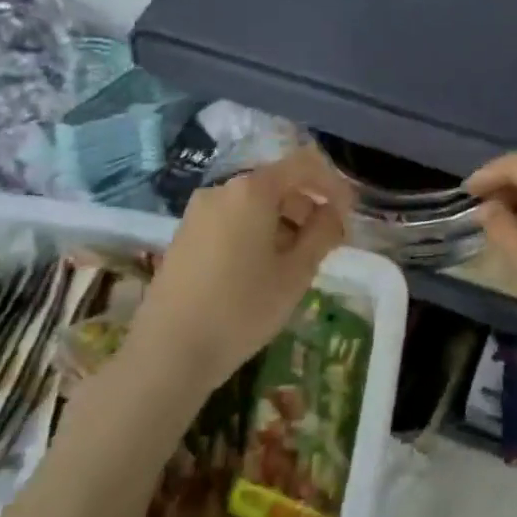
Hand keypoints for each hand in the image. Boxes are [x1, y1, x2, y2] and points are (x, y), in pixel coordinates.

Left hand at [129, 146, 354, 388]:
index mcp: (252, 190)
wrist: (168, 352)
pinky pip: (232, 219)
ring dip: (284, 221)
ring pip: (254, 203)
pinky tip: (263, 268)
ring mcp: (199, 211)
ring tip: (297, 261)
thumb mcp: (296, 273)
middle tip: (327, 243)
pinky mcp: (185, 234)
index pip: (304, 164)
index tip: (349, 214)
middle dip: (308, 205)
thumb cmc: (242, 309)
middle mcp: (222, 189)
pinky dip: (257, 231)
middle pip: (277, 182)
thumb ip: (322, 233)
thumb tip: (333, 213)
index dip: (333, 184)